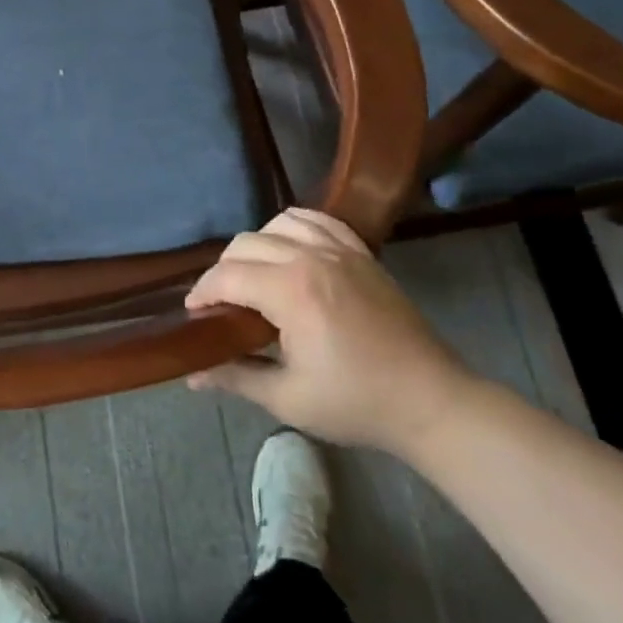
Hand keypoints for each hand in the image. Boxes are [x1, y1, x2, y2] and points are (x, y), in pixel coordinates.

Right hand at [185, 208, 475, 453]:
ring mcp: (340, 250)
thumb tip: (191, 374)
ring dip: (255, 247)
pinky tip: (288, 249)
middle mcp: (311, 258)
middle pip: (245, 245)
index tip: (194, 315)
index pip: (226, 276)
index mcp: (291, 292)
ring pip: (276, 225)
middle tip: (222, 305)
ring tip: (255, 278)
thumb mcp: (288, 399)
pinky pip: (316, 219)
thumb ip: (235, 377)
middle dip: (223, 272)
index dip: (202, 293)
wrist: (431, 401)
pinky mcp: (361, 252)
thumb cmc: (357, 403)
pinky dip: (292, 226)